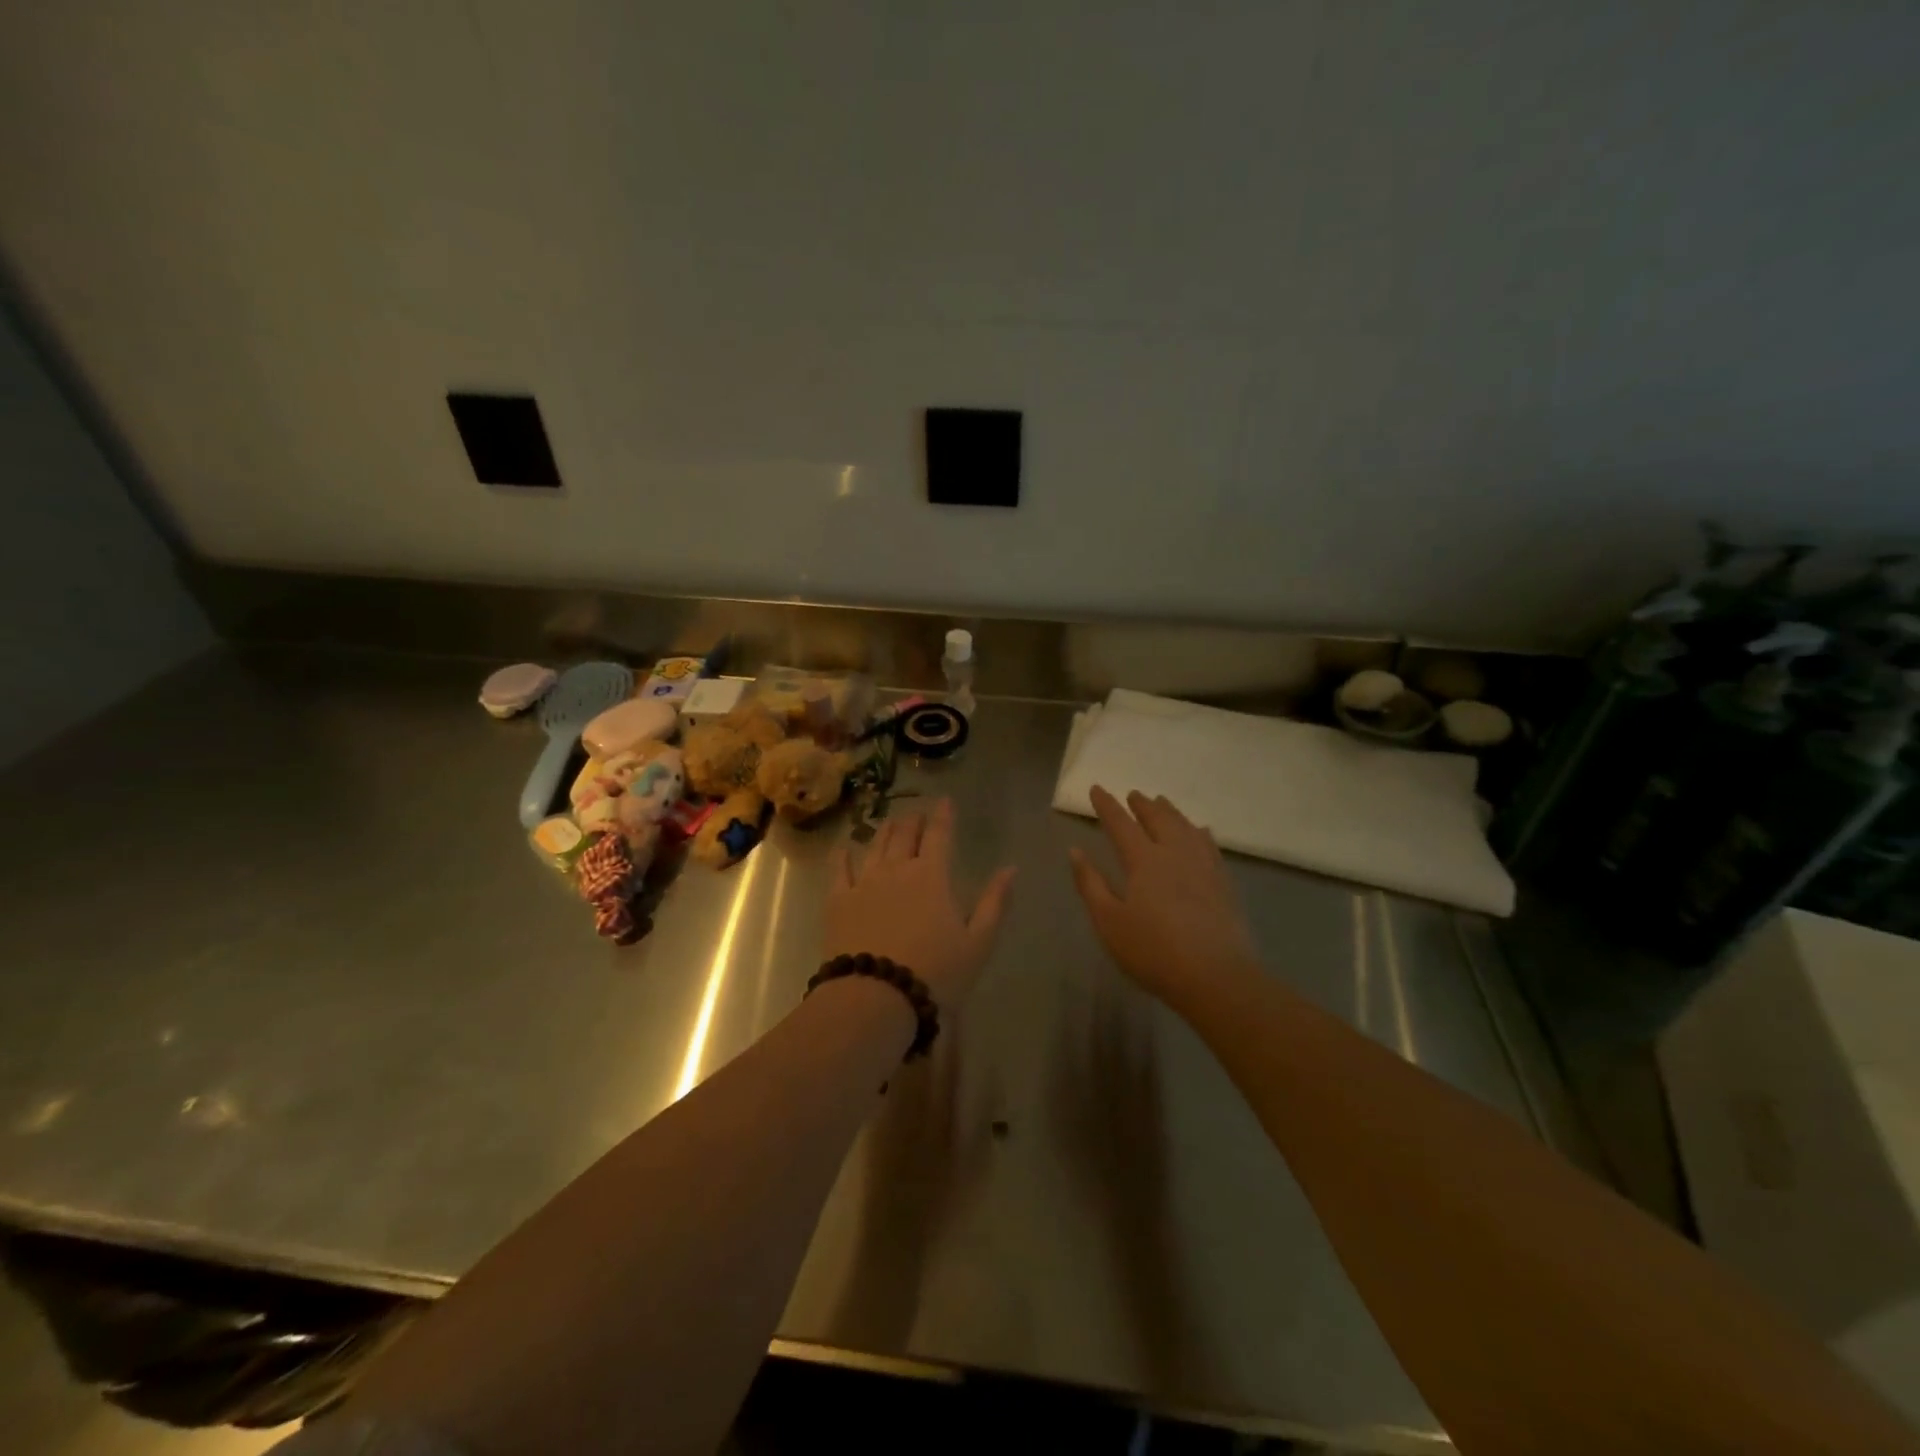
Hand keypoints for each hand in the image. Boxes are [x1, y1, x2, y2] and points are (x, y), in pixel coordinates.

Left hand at [825, 799, 1015, 1014]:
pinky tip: (844, 847)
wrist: (876, 998)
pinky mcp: (838, 901)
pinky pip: (839, 870)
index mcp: (932, 876)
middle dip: (913, 820)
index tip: (945, 800)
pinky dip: (843, 855)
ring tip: (890, 821)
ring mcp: (864, 883)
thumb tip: (1011, 868)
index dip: (943, 815)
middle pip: (904, 835)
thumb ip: (994, 903)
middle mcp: (897, 869)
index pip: (939, 835)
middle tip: (917, 813)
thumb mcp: (977, 943)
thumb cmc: (935, 973)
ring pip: (875, 846)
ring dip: (884, 831)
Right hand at [1069, 786, 1260, 1009]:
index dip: (1107, 805)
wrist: (1216, 976)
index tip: (1096, 789)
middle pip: (1158, 819)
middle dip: (1142, 805)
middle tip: (1134, 794)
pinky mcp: (1224, 882)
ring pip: (1185, 827)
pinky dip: (1199, 832)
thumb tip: (1075, 851)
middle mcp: (1175, 853)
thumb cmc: (1153, 951)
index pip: (1120, 823)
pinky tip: (1201, 832)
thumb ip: (1090, 884)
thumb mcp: (1109, 922)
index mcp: (1143, 860)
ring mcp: (1204, 865)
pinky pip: (1209, 844)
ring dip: (1170, 812)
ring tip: (1162, 803)